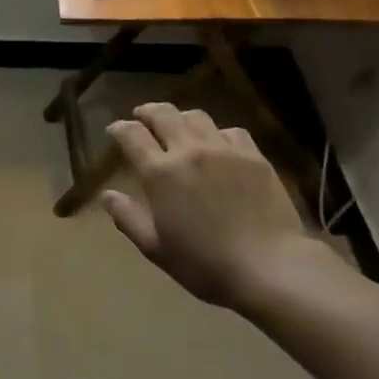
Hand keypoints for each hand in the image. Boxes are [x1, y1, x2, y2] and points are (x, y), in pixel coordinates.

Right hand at [102, 104, 325, 313]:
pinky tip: (219, 145)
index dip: (119, 128)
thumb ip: (128, 218)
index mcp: (160, 172)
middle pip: (163, 114)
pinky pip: (231, 131)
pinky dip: (217, 133)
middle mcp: (188, 150)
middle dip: (147, 112)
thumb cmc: (205, 263)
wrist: (270, 266)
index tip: (115, 131)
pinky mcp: (253, 156)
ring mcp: (223, 150)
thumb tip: (107, 195)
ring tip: (179, 126)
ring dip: (181, 117)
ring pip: (196, 116)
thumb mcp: (156, 248)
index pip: (131, 134)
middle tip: (142, 117)